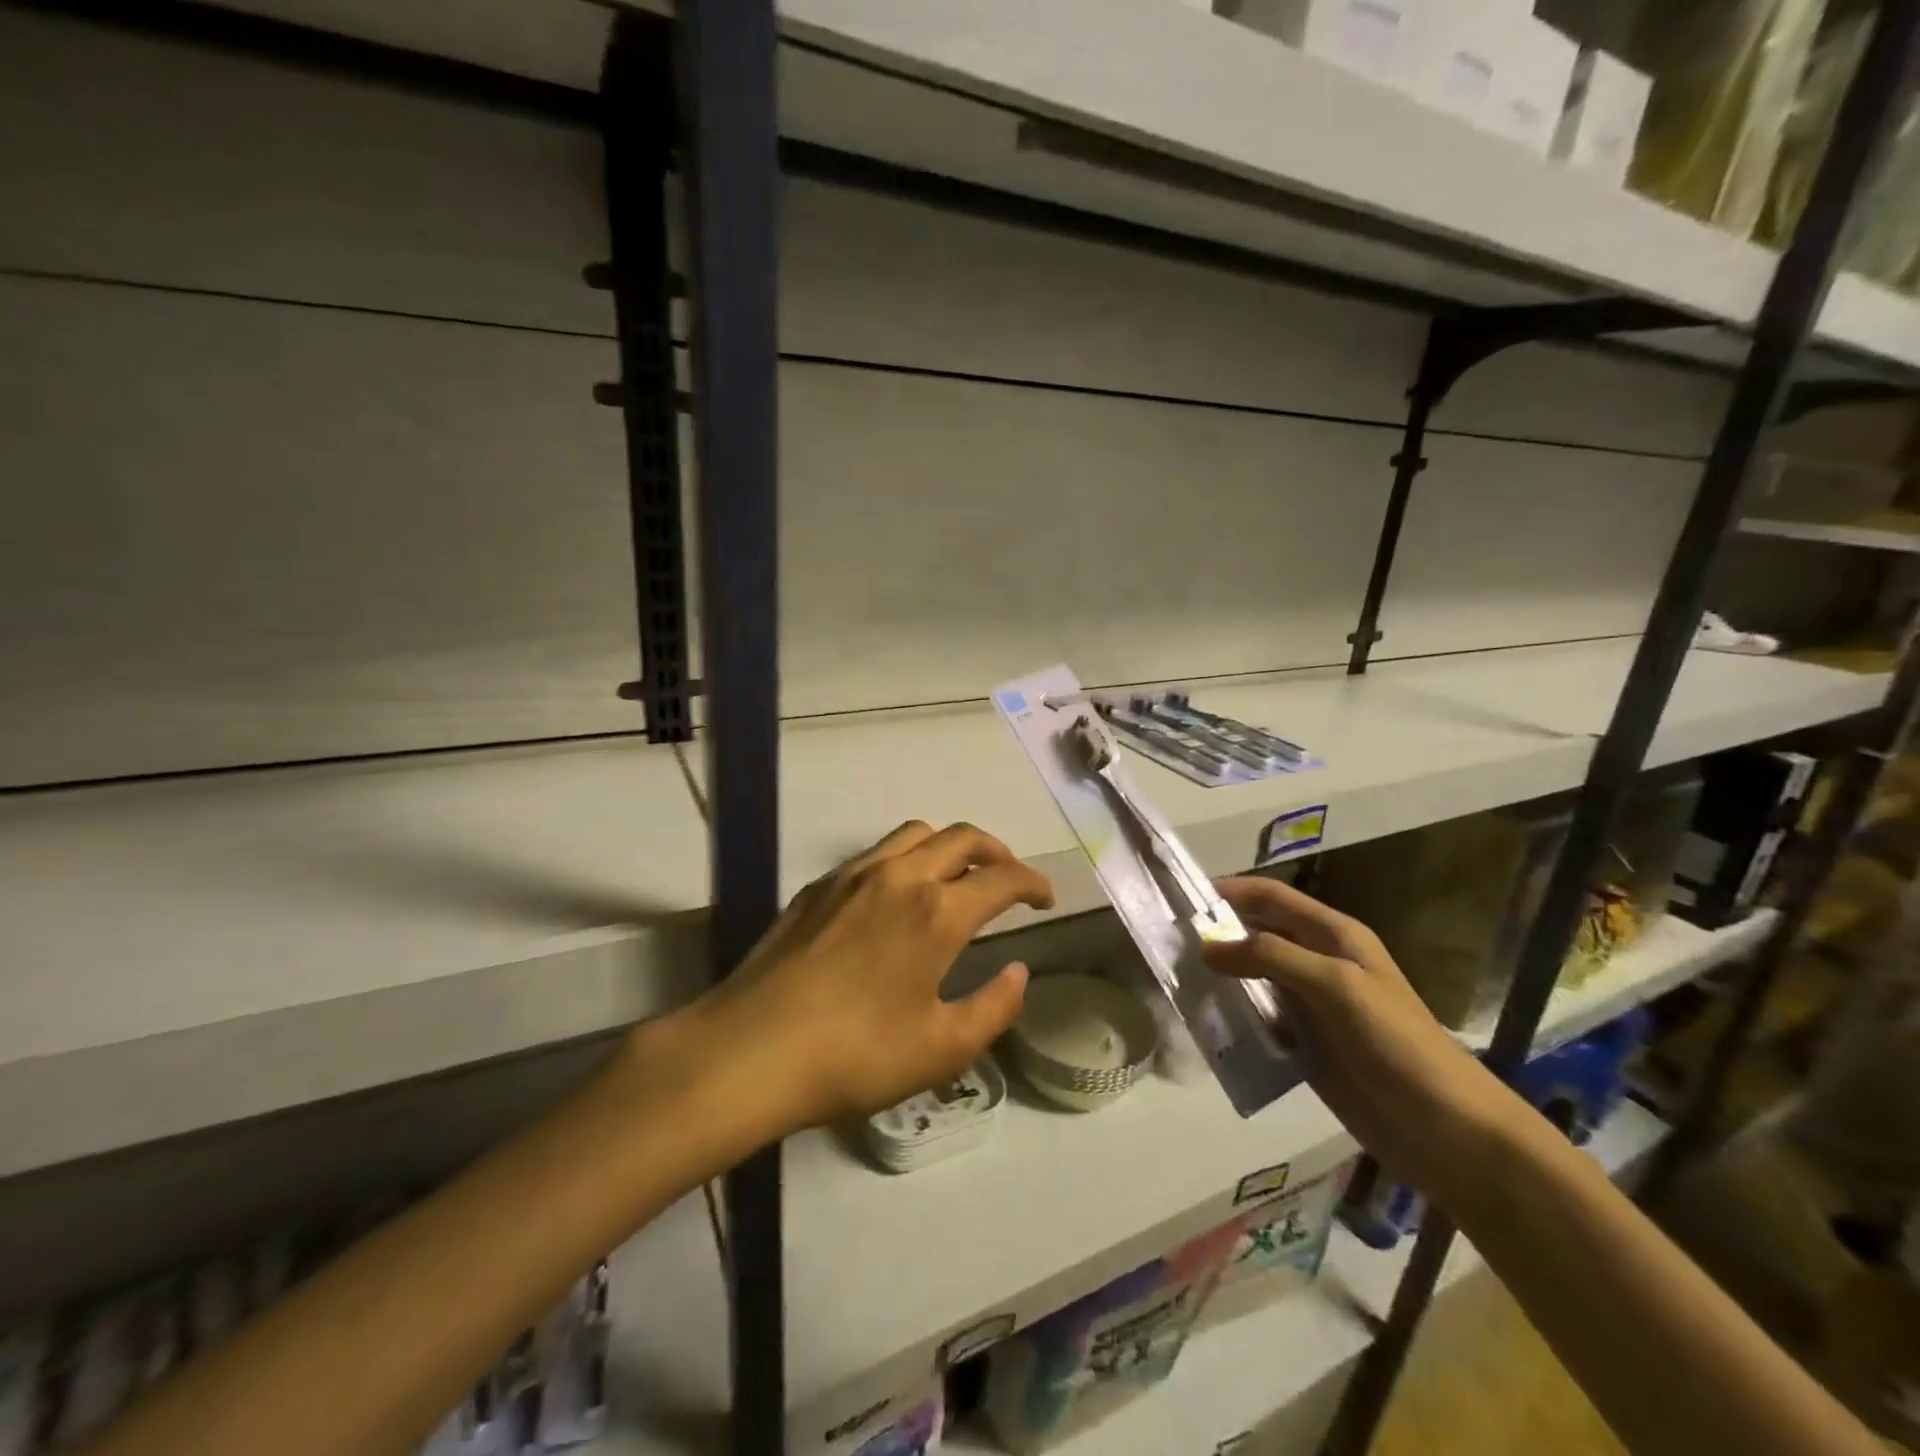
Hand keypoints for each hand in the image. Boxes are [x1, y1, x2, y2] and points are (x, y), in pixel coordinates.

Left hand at [695, 821, 1054, 1133]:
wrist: (750, 1049)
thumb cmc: (856, 1055)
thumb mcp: (941, 1048)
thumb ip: (994, 1008)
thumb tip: (1019, 973)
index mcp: (938, 911)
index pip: (1002, 877)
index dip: (1033, 883)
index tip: (1046, 898)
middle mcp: (900, 876)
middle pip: (962, 837)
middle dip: (997, 851)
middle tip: (1008, 878)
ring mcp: (854, 874)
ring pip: (916, 834)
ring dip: (949, 846)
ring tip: (956, 879)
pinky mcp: (819, 886)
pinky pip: (877, 853)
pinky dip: (906, 859)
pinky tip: (896, 898)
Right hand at [1202, 876, 1530, 1215]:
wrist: (1446, 1131)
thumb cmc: (1396, 1043)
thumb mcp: (1336, 986)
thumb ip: (1271, 958)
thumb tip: (1207, 947)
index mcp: (1334, 936)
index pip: (1273, 898)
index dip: (1231, 890)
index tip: (1182, 895)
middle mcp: (1319, 962)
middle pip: (1258, 934)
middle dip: (1217, 932)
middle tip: (1167, 939)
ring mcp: (1311, 1005)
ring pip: (1253, 977)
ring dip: (1219, 975)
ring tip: (1174, 978)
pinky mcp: (1303, 1043)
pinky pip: (1258, 1018)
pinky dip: (1231, 1014)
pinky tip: (1202, 1020)